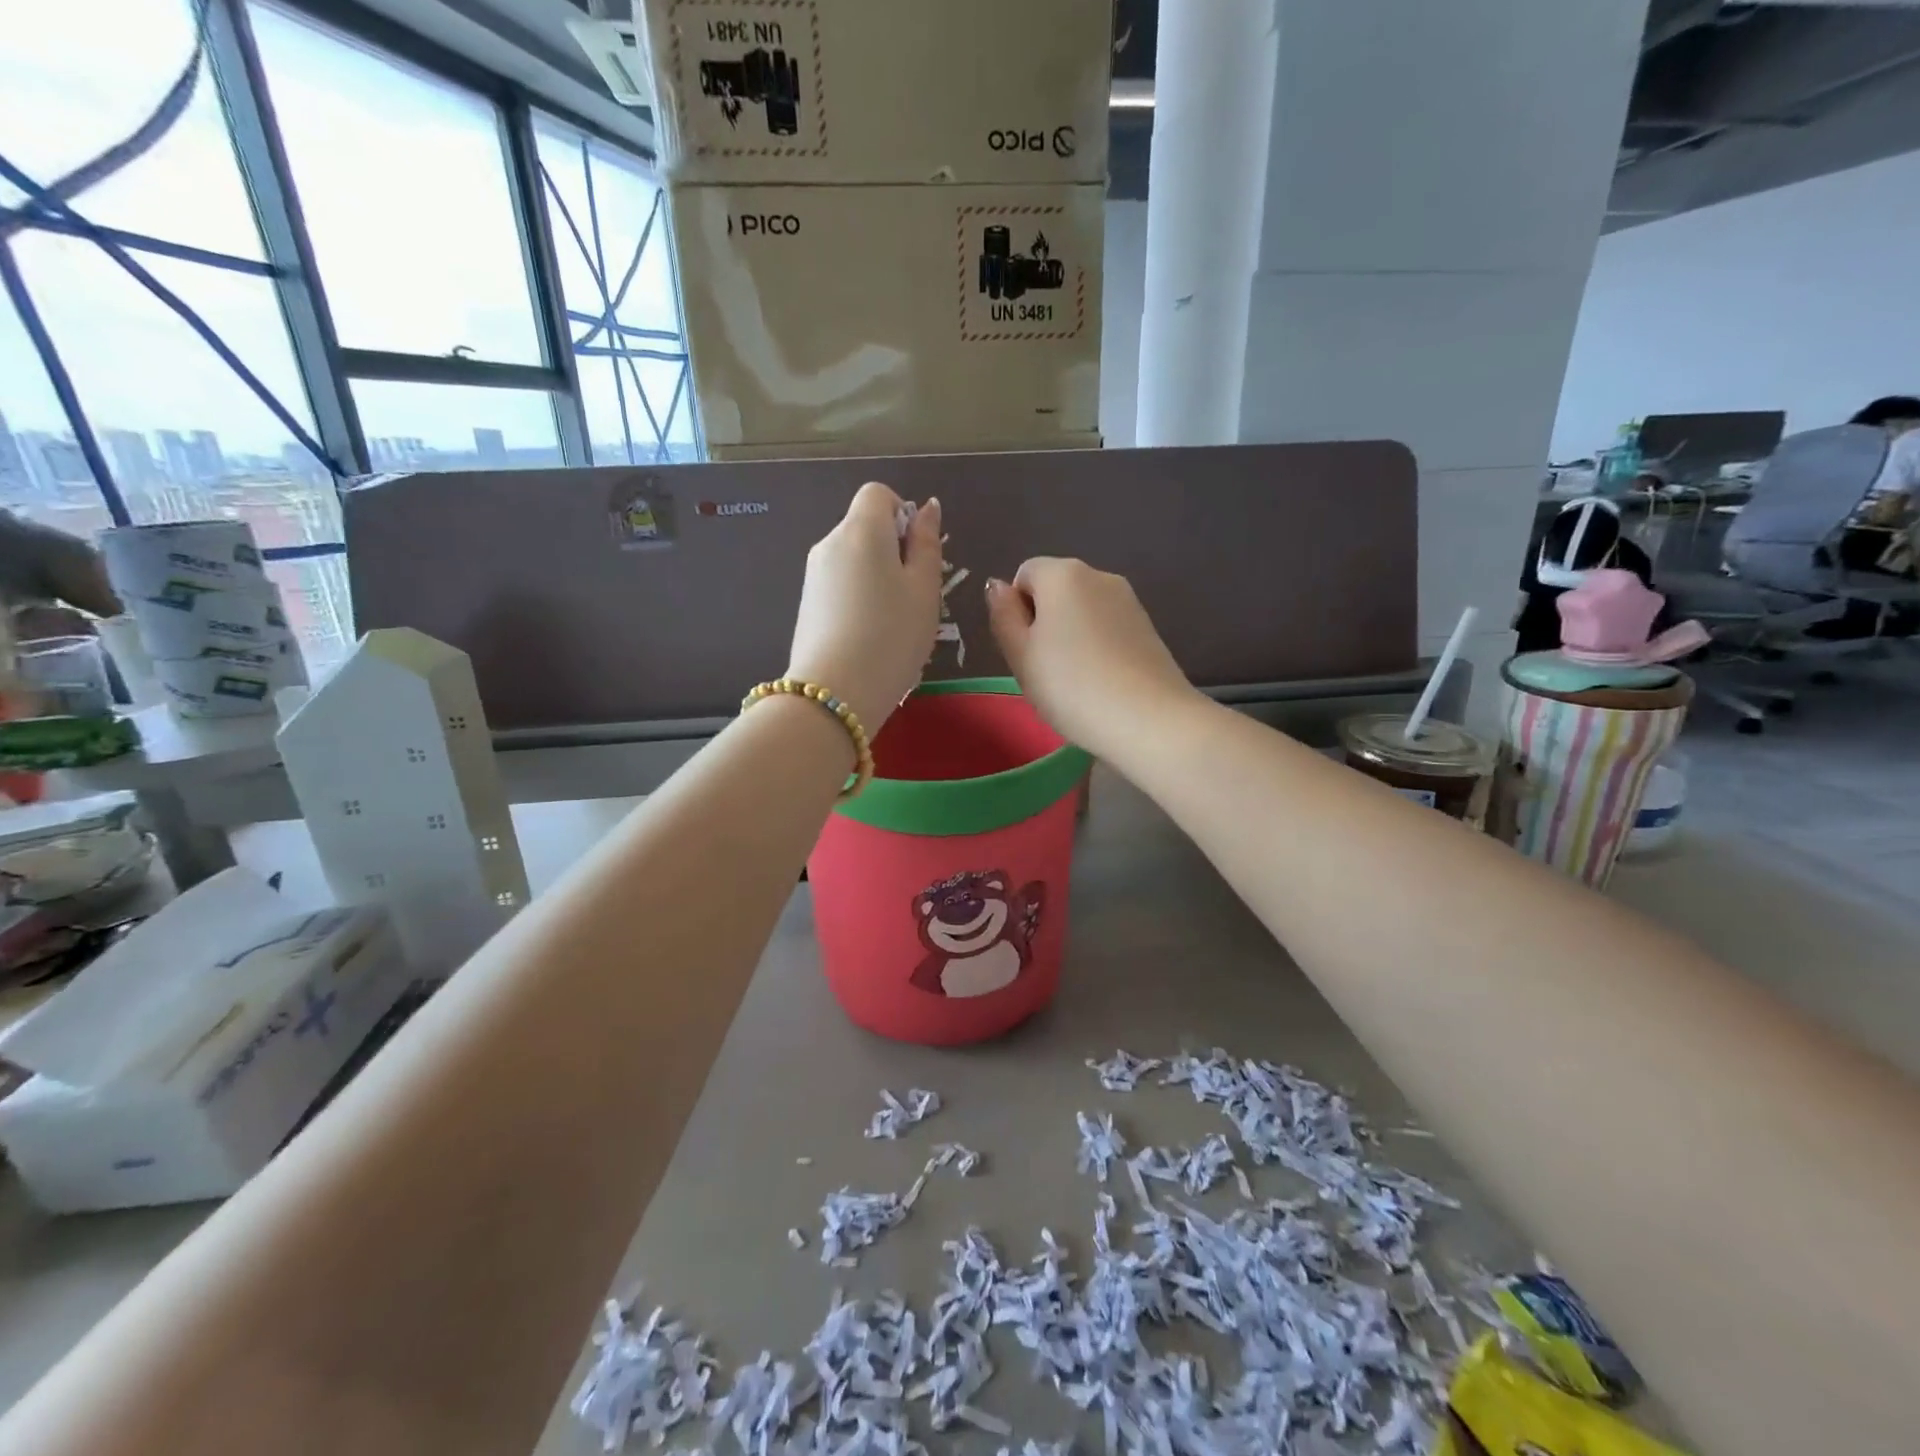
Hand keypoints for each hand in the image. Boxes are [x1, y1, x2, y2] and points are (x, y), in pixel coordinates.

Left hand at [787, 481, 942, 733]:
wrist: (835, 692)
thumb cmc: (892, 636)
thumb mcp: (924, 590)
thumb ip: (927, 544)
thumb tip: (926, 509)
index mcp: (862, 530)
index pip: (878, 494)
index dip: (902, 514)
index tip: (917, 554)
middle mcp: (830, 543)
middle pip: (864, 528)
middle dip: (892, 550)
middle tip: (913, 596)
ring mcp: (813, 575)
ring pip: (853, 560)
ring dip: (876, 578)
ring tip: (892, 623)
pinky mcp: (806, 604)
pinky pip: (839, 586)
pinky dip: (858, 599)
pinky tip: (869, 636)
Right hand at [984, 557, 1198, 758]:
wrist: (1148, 720)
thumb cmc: (1071, 687)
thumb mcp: (1020, 656)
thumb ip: (1003, 616)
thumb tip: (998, 586)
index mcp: (1063, 574)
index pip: (1024, 574)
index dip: (1016, 610)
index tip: (1023, 649)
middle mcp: (1099, 575)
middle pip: (1056, 589)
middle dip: (1044, 621)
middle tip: (1044, 669)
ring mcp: (1129, 601)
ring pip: (1083, 610)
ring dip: (1071, 635)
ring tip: (1075, 680)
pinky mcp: (1148, 627)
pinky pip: (1108, 628)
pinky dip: (1097, 646)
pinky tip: (1101, 681)